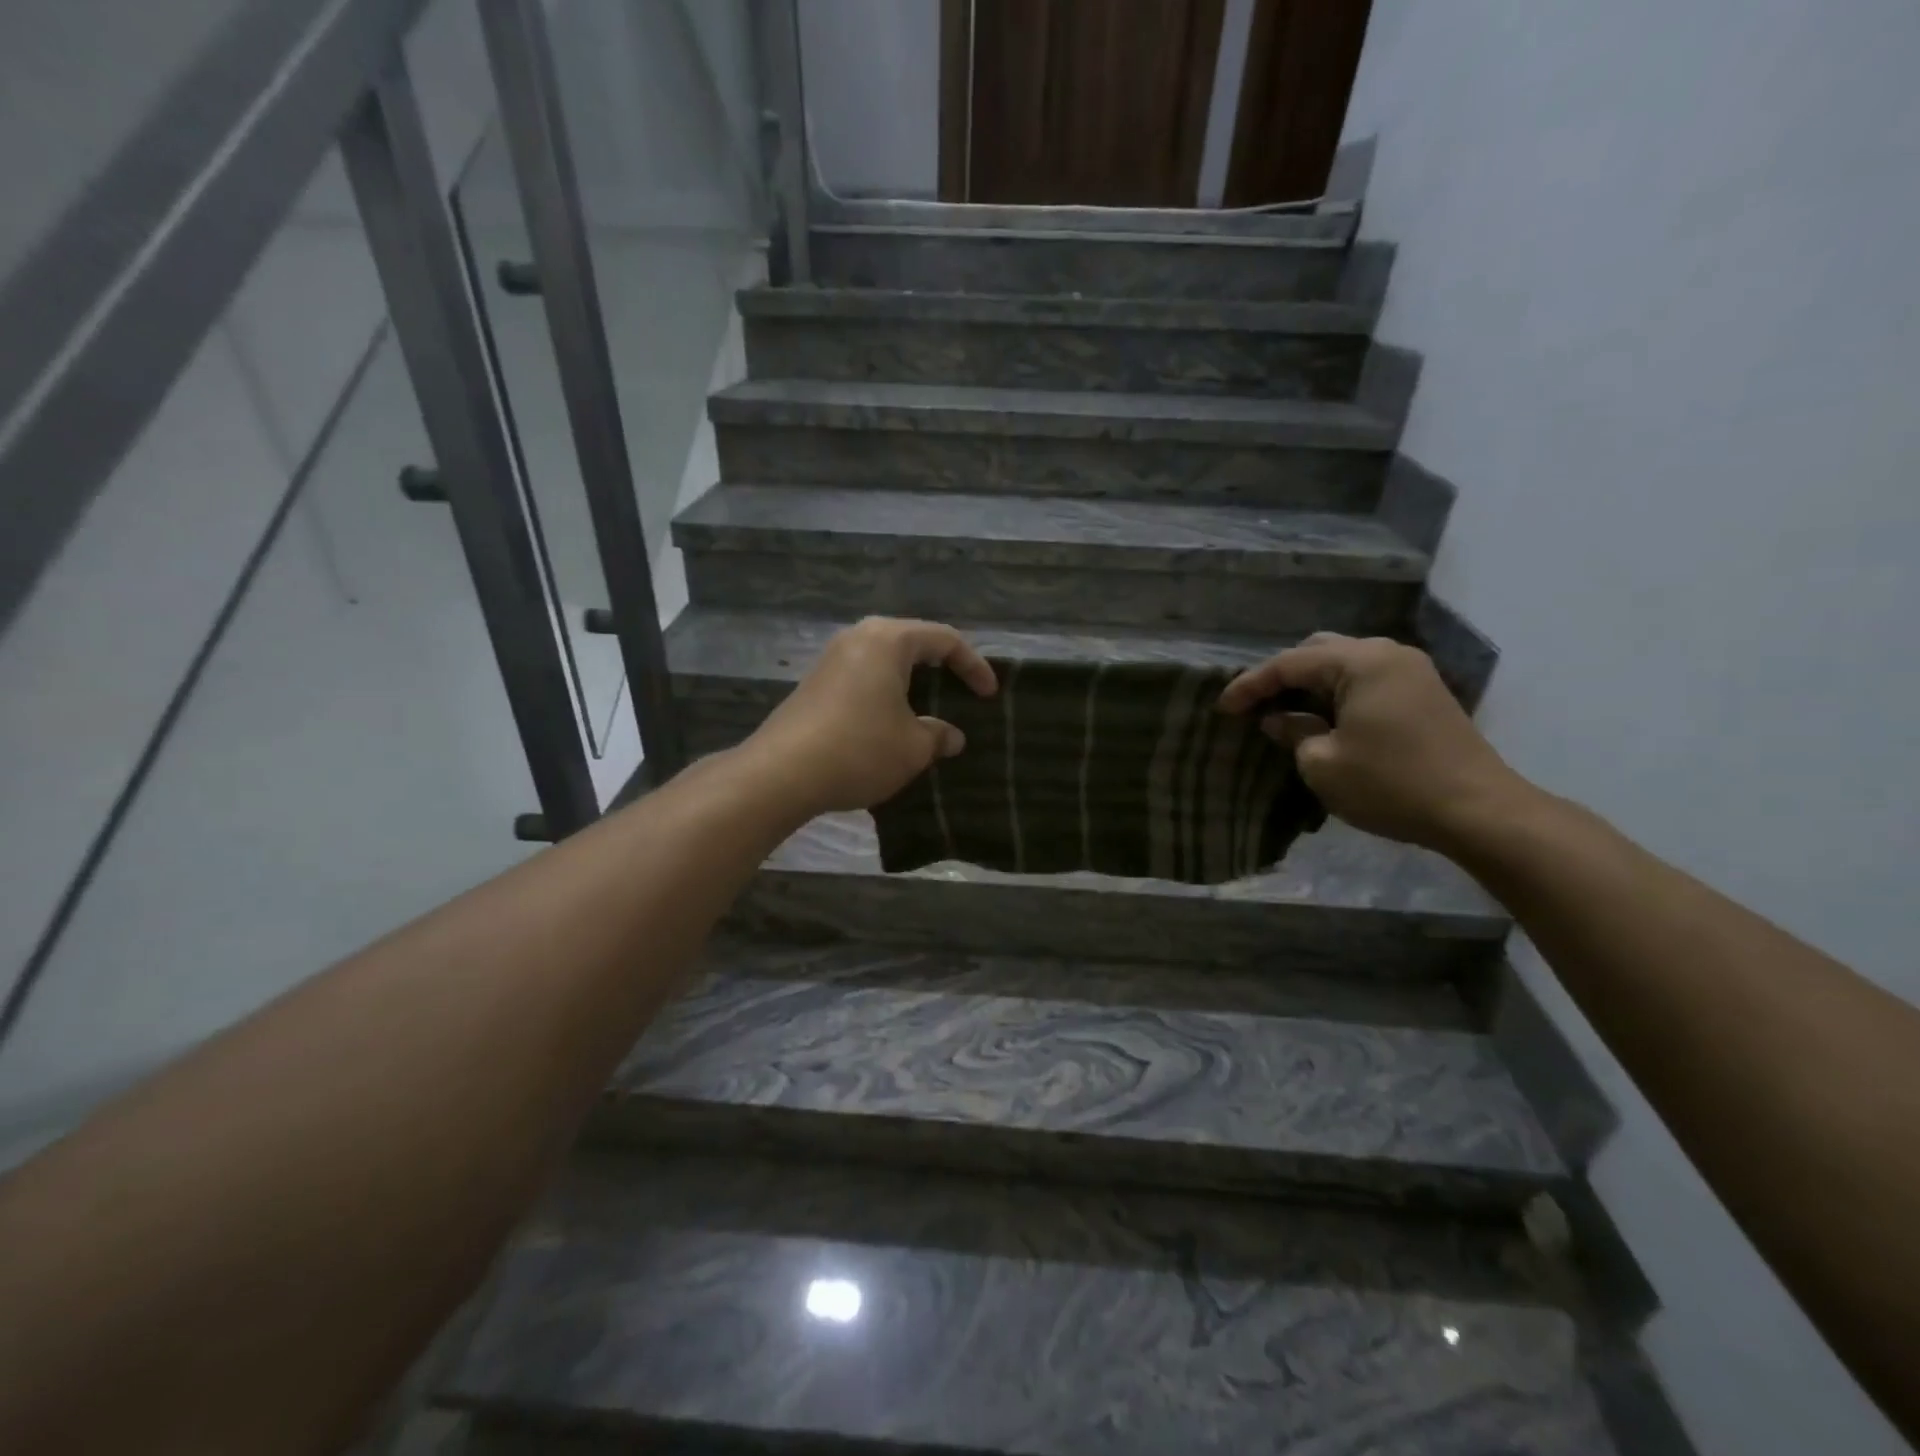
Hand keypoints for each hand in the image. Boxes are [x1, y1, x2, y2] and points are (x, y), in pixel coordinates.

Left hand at [740, 617, 997, 818]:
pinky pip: (863, 679)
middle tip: (961, 694)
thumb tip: (951, 736)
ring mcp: (831, 660)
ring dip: (911, 685)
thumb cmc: (860, 749)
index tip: (990, 695)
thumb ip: (938, 736)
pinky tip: (890, 725)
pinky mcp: (814, 685)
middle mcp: (858, 638)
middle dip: (941, 669)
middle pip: (912, 643)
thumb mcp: (913, 748)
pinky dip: (886, 695)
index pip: (944, 640)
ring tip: (928, 712)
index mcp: (889, 640)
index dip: (973, 666)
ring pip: (884, 662)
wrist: (781, 773)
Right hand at [1217, 633, 1533, 851]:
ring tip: (1282, 709)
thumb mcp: (1322, 764)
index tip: (1222, 708)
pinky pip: (1366, 678)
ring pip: (1344, 663)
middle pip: (1318, 651)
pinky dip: (1336, 691)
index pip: (1289, 663)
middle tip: (1253, 704)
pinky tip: (1321, 715)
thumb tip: (1278, 719)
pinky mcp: (1424, 692)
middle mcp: (1387, 653)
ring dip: (1310, 683)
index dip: (1250, 685)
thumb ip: (1293, 732)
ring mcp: (1411, 670)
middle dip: (1281, 676)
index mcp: (1360, 661)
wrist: (1478, 811)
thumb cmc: (1391, 784)